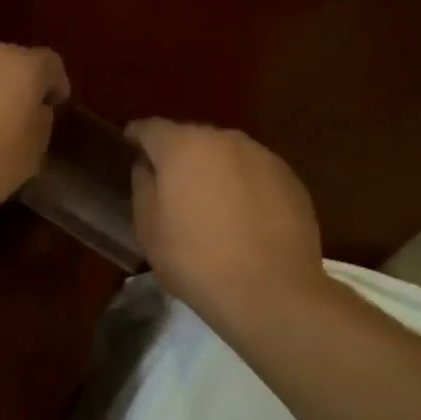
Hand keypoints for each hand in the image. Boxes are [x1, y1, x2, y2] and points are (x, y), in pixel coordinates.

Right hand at [125, 119, 328, 328]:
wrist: (271, 291)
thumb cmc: (196, 260)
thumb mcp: (149, 230)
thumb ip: (143, 188)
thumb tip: (148, 168)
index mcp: (183, 147)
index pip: (151, 129)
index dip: (137, 137)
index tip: (129, 147)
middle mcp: (224, 140)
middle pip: (191, 137)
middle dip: (177, 155)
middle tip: (169, 184)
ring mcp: (263, 156)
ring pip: (226, 154)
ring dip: (213, 169)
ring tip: (208, 202)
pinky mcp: (290, 178)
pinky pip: (254, 173)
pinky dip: (242, 185)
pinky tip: (241, 217)